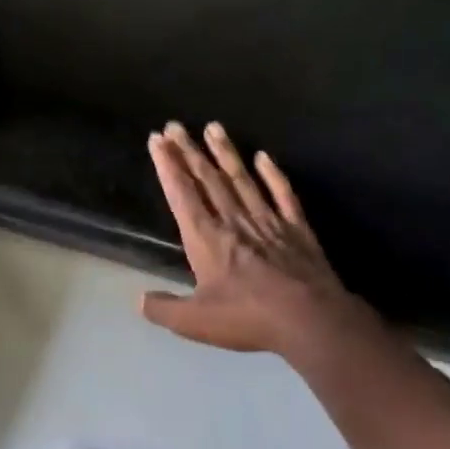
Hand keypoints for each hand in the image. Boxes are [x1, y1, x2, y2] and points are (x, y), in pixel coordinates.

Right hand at [141, 121, 364, 358]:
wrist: (310, 319)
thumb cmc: (247, 318)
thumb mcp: (194, 322)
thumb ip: (163, 309)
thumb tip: (140, 300)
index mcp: (206, 239)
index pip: (182, 194)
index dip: (168, 166)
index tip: (157, 141)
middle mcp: (234, 221)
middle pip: (208, 179)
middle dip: (189, 152)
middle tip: (175, 126)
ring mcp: (268, 221)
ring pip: (242, 179)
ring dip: (225, 153)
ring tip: (213, 127)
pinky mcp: (297, 229)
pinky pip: (281, 194)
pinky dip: (272, 174)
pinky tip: (264, 157)